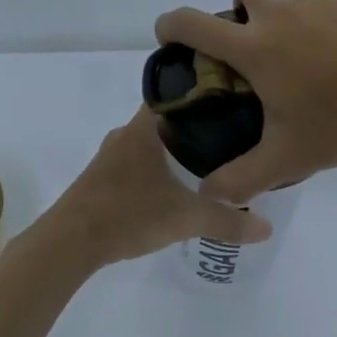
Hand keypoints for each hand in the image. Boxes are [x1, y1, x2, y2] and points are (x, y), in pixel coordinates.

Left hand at [45, 107, 272, 267]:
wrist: (68, 244)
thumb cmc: (127, 215)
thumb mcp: (186, 219)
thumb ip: (228, 222)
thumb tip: (268, 229)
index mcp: (145, 128)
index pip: (178, 92)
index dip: (205, 93)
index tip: (234, 101)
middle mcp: (126, 134)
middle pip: (169, 118)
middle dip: (199, 126)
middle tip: (233, 136)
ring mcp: (111, 157)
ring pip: (153, 142)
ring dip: (177, 149)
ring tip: (212, 162)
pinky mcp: (103, 178)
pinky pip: (140, 162)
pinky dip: (160, 168)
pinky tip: (176, 186)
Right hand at [154, 0, 336, 203]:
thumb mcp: (288, 158)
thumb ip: (242, 179)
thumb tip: (208, 193)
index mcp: (256, 47)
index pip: (194, 23)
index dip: (171, 24)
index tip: (170, 35)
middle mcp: (283, 14)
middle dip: (238, 0)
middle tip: (254, 40)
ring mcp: (322, 2)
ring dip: (285, 5)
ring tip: (302, 46)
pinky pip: (328, 0)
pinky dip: (324, 18)